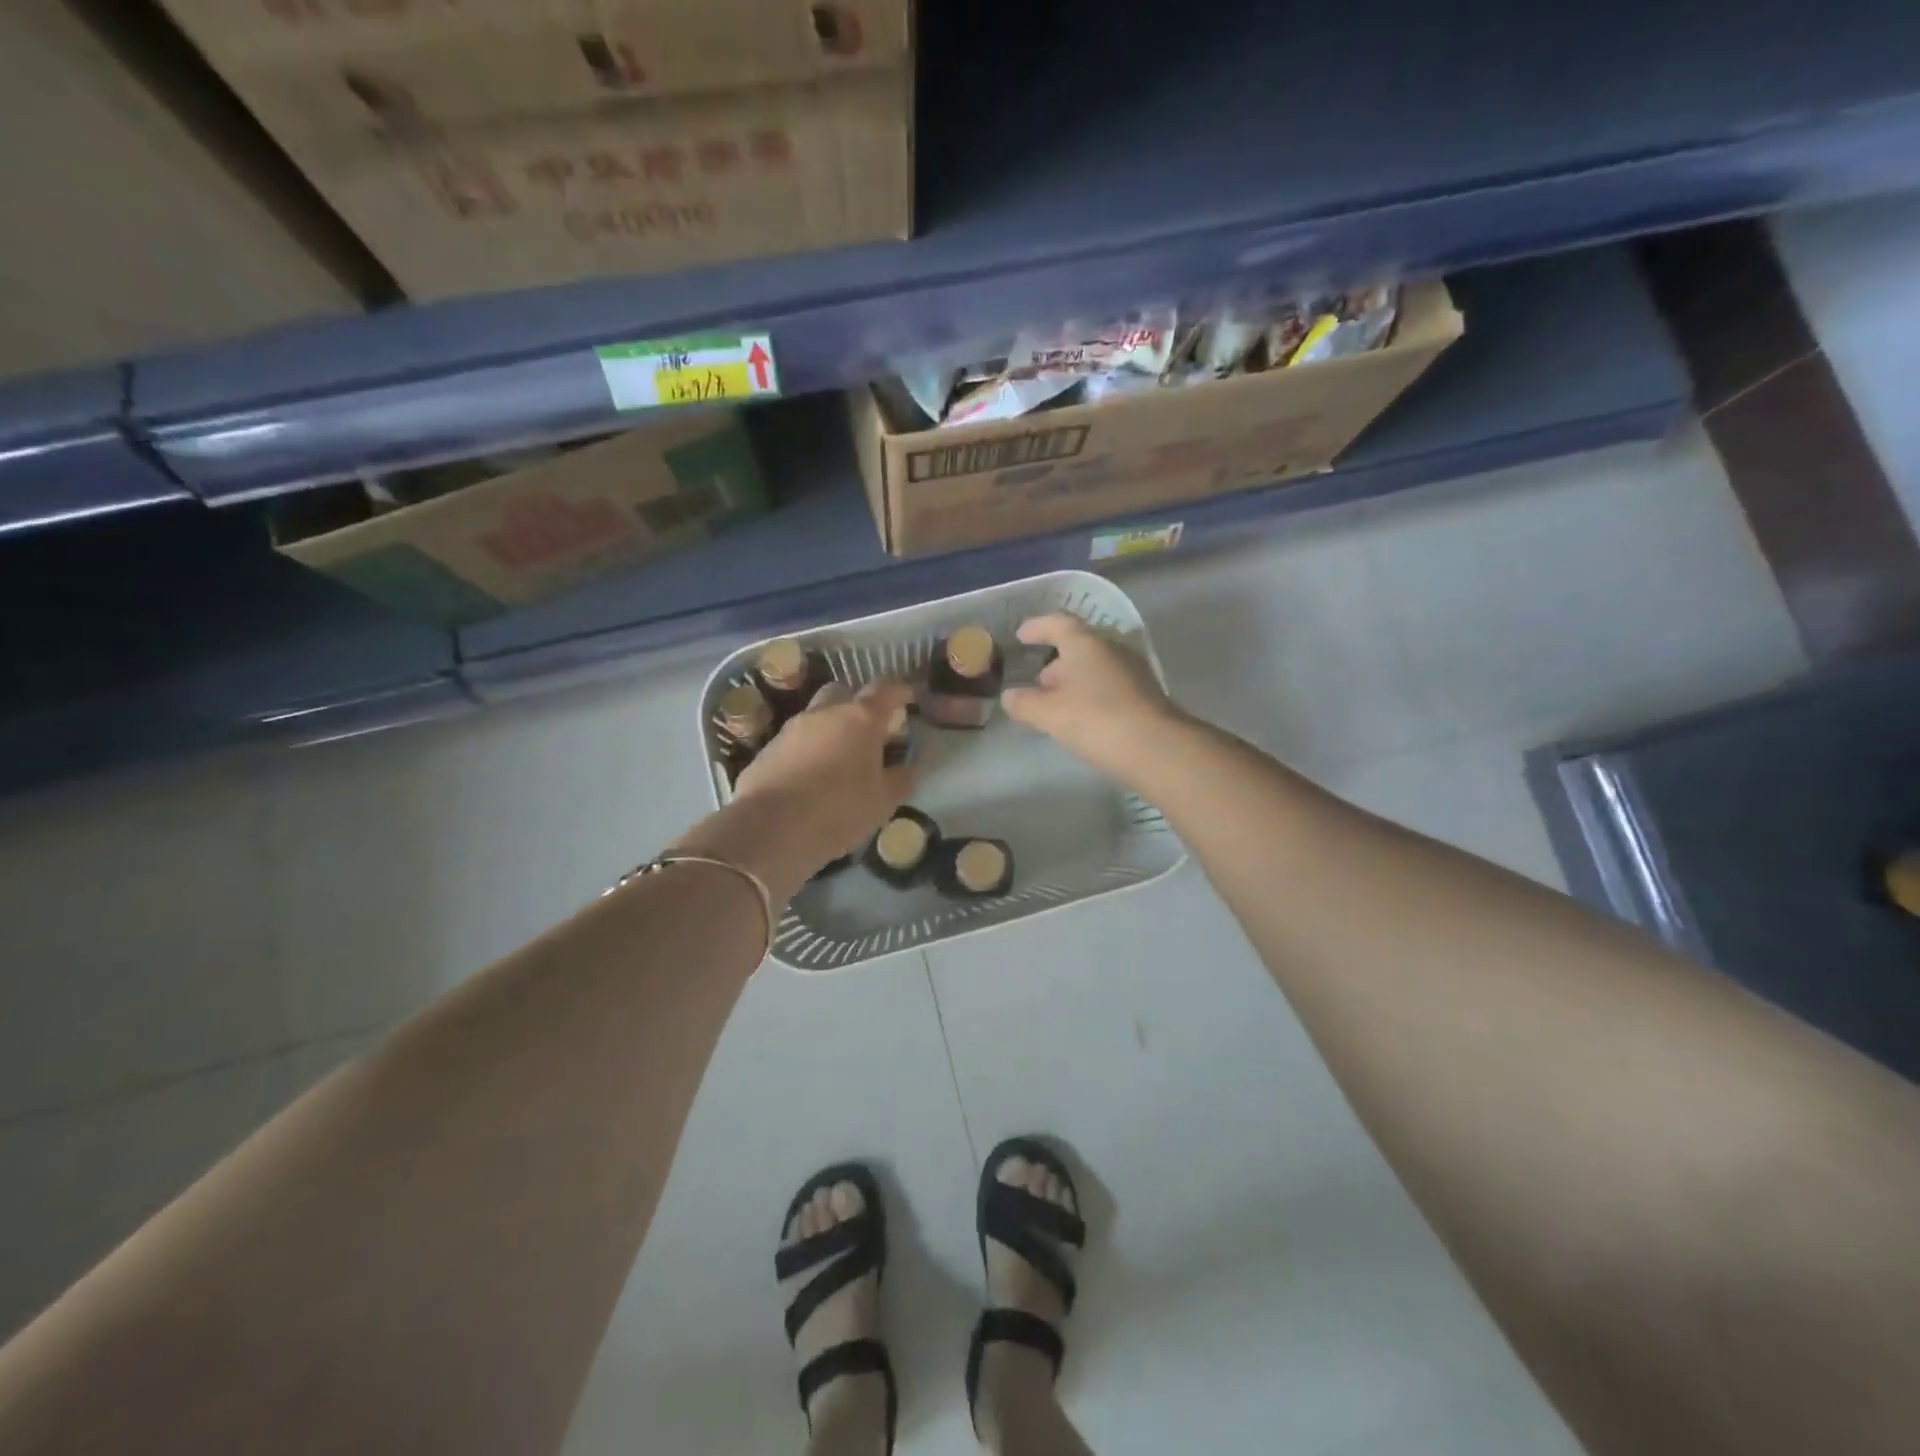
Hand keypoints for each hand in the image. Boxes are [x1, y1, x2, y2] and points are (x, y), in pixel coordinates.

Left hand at [729, 681, 917, 879]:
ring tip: (839, 759)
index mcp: (861, 718)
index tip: (908, 697)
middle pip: (844, 693)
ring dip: (830, 729)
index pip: (885, 690)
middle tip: (869, 730)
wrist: (770, 828)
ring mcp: (792, 728)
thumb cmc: (839, 809)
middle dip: (857, 704)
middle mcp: (825, 713)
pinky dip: (807, 750)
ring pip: (816, 716)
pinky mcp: (767, 749)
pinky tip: (811, 777)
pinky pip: (795, 741)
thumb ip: (901, 779)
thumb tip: (909, 767)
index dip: (899, 691)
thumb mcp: (883, 802)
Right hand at [1001, 614, 1187, 784]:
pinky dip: (1092, 693)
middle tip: (1038, 683)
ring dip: (1075, 679)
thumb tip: (1009, 696)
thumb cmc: (1096, 720)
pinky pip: (1111, 684)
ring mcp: (1133, 670)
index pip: (1057, 623)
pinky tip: (1084, 717)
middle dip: (1056, 661)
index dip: (1037, 628)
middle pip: (1079, 645)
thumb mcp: (1049, 714)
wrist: (1157, 748)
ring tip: (1057, 704)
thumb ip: (1025, 703)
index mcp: (1086, 643)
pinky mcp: (1146, 694)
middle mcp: (1112, 648)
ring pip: (1096, 666)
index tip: (1021, 636)